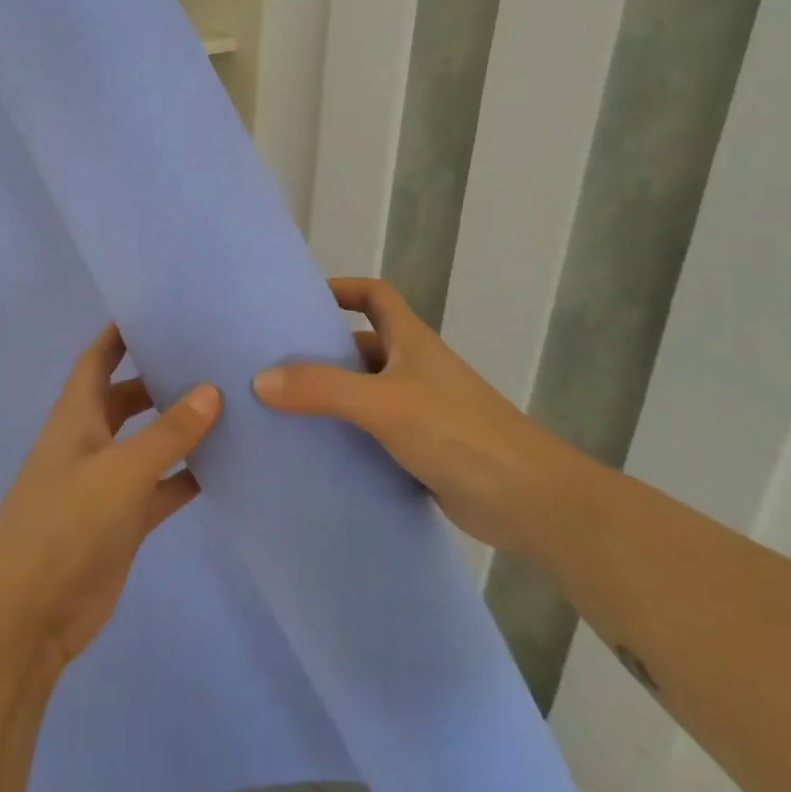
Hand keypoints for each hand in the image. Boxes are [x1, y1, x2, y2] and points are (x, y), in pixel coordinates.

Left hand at [0, 325, 219, 671]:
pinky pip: (161, 487)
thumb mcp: (121, 471)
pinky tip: (225, 466)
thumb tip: (211, 390)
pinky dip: (186, 477)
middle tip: (211, 357)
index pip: (97, 359)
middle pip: (127, 397)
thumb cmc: (65, 525)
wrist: (29, 615)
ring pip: (148, 443)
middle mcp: (90, 442)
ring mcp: (106, 483)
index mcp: (76, 417)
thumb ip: (167, 433)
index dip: (119, 334)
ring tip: (229, 404)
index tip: (157, 310)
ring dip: (179, 428)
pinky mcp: (123, 521)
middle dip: (160, 377)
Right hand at [253, 278, 595, 558]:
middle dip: (321, 350)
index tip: (301, 300)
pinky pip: (372, 433)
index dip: (341, 289)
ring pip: (364, 393)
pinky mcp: (422, 450)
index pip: (374, 295)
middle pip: (361, 346)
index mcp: (410, 341)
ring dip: (330, 397)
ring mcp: (420, 411)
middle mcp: (414, 369)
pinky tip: (315, 451)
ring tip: (280, 407)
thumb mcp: (384, 404)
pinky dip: (347, 436)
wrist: (530, 502)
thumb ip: (323, 389)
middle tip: (271, 362)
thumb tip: (261, 379)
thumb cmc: (458, 433)